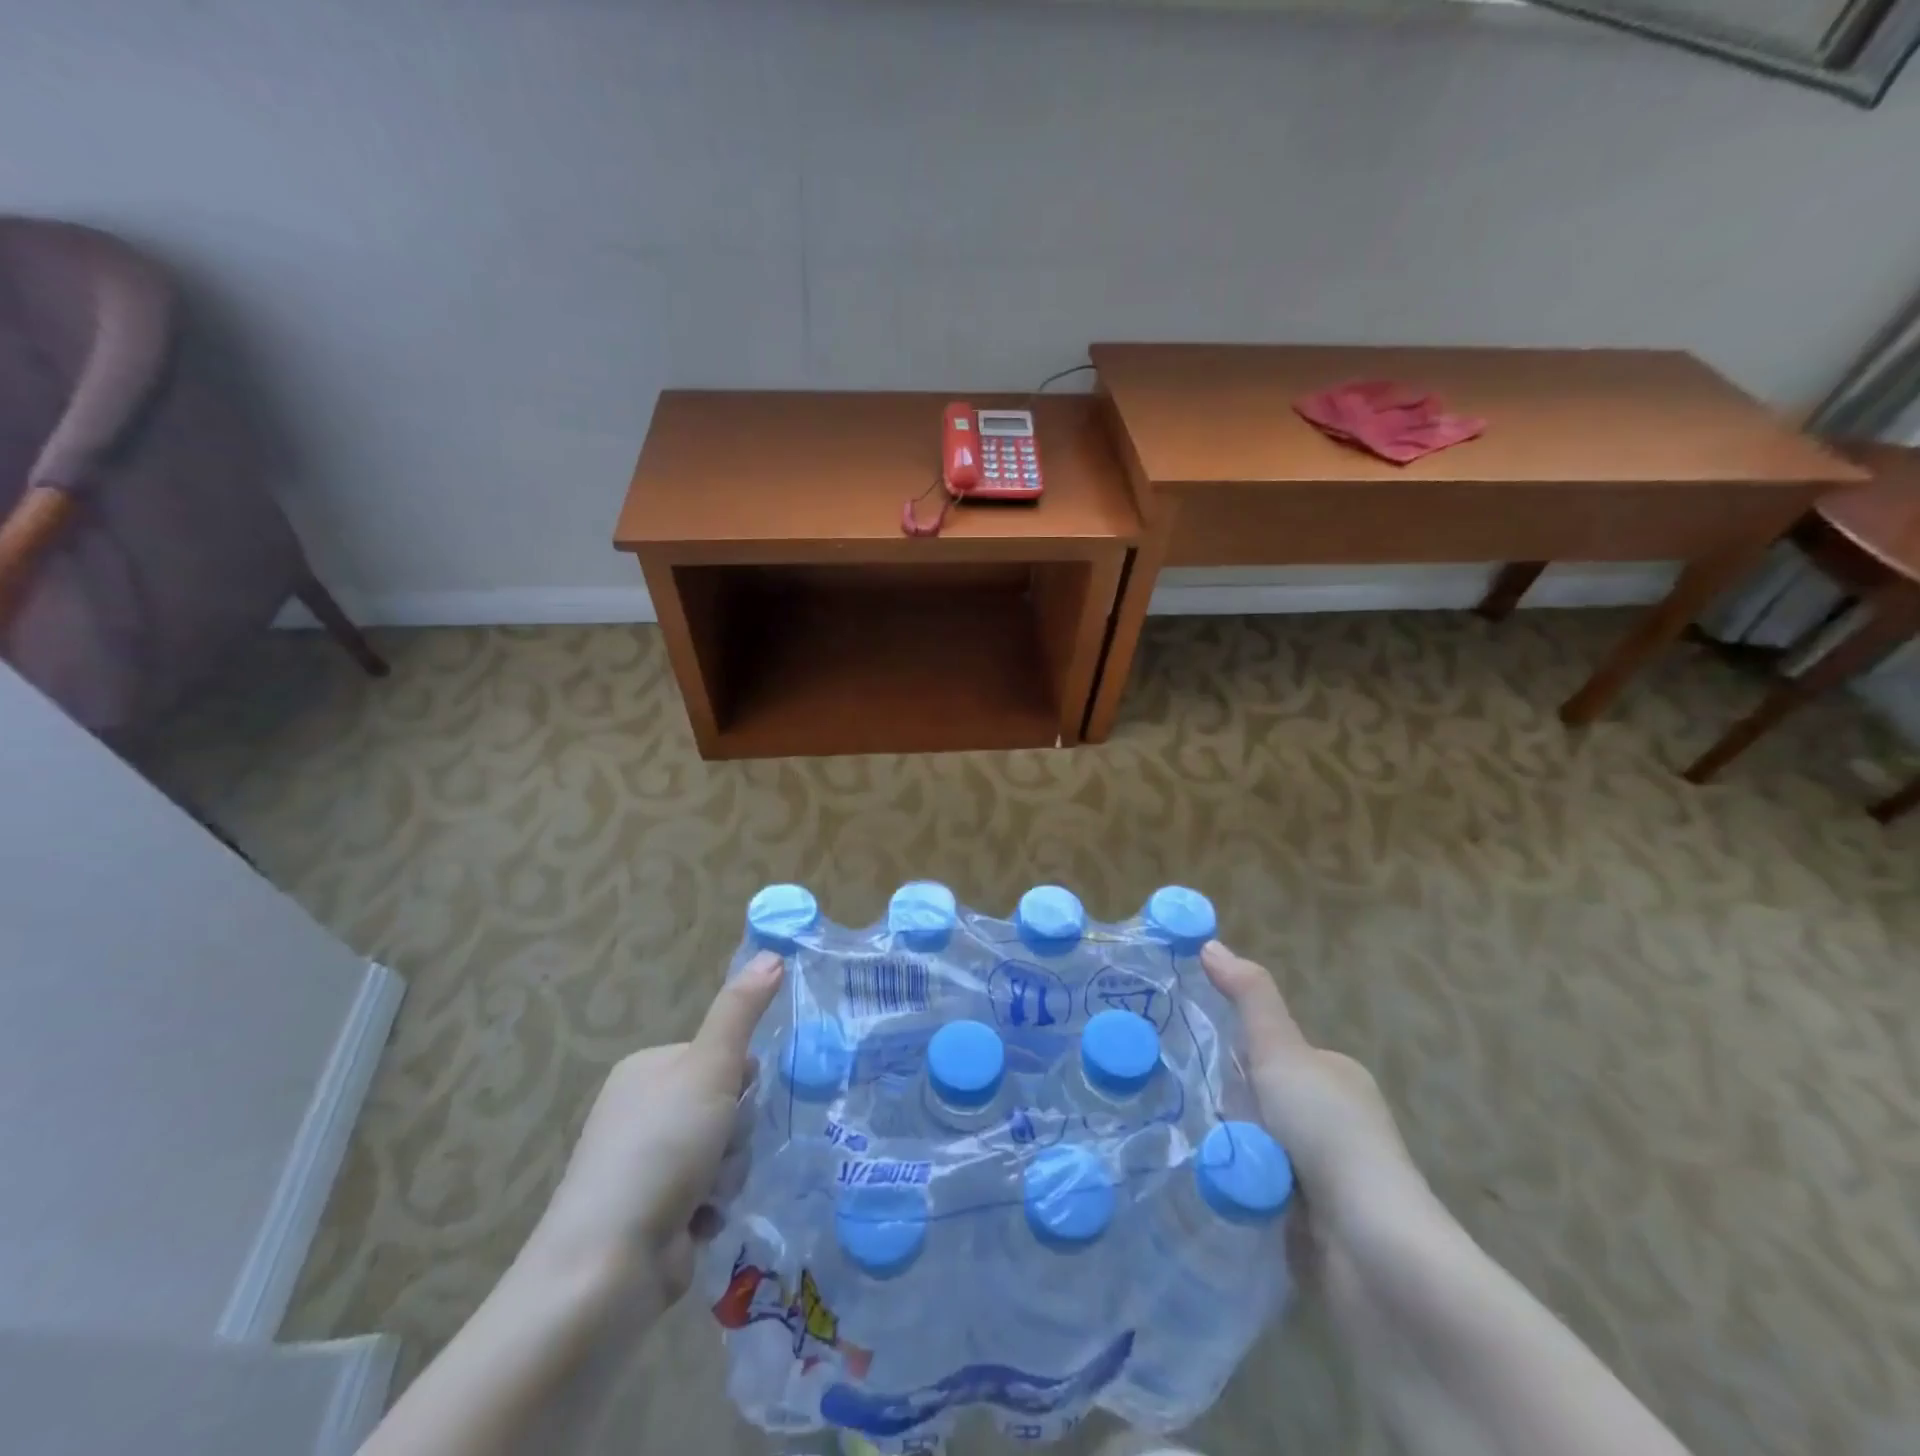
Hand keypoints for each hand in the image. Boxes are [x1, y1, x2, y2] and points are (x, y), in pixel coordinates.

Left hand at [520, 952, 784, 1314]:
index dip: (739, 1080)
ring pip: (724, 1153)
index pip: (721, 1057)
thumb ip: (741, 1010)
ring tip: (704, 1197)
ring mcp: (646, 1167)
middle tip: (717, 1152)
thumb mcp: (709, 1066)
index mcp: (648, 1070)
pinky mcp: (653, 1215)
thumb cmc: (661, 1148)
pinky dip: (710, 1211)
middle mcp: (643, 1112)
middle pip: (726, 1107)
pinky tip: (696, 1226)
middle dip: (734, 1134)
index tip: (734, 1100)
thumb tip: (772, 953)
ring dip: (727, 1175)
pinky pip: (710, 1196)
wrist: (606, 1266)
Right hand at [1202, 940, 1411, 1210]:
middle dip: (1225, 1107)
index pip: (1268, 1051)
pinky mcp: (1310, 1223)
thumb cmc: (1329, 1135)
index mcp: (1335, 1076)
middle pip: (1254, 1099)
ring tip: (1192, 1149)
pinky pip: (1254, 1189)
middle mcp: (1333, 1121)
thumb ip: (1249, 998)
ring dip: (1226, 1150)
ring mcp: (1324, 1176)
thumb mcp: (1282, 1052)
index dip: (1233, 1056)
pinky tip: (1211, 1188)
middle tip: (1191, 1110)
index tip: (1195, 1063)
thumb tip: (1210, 942)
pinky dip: (1235, 1188)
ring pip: (1250, 1145)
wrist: (1372, 1252)